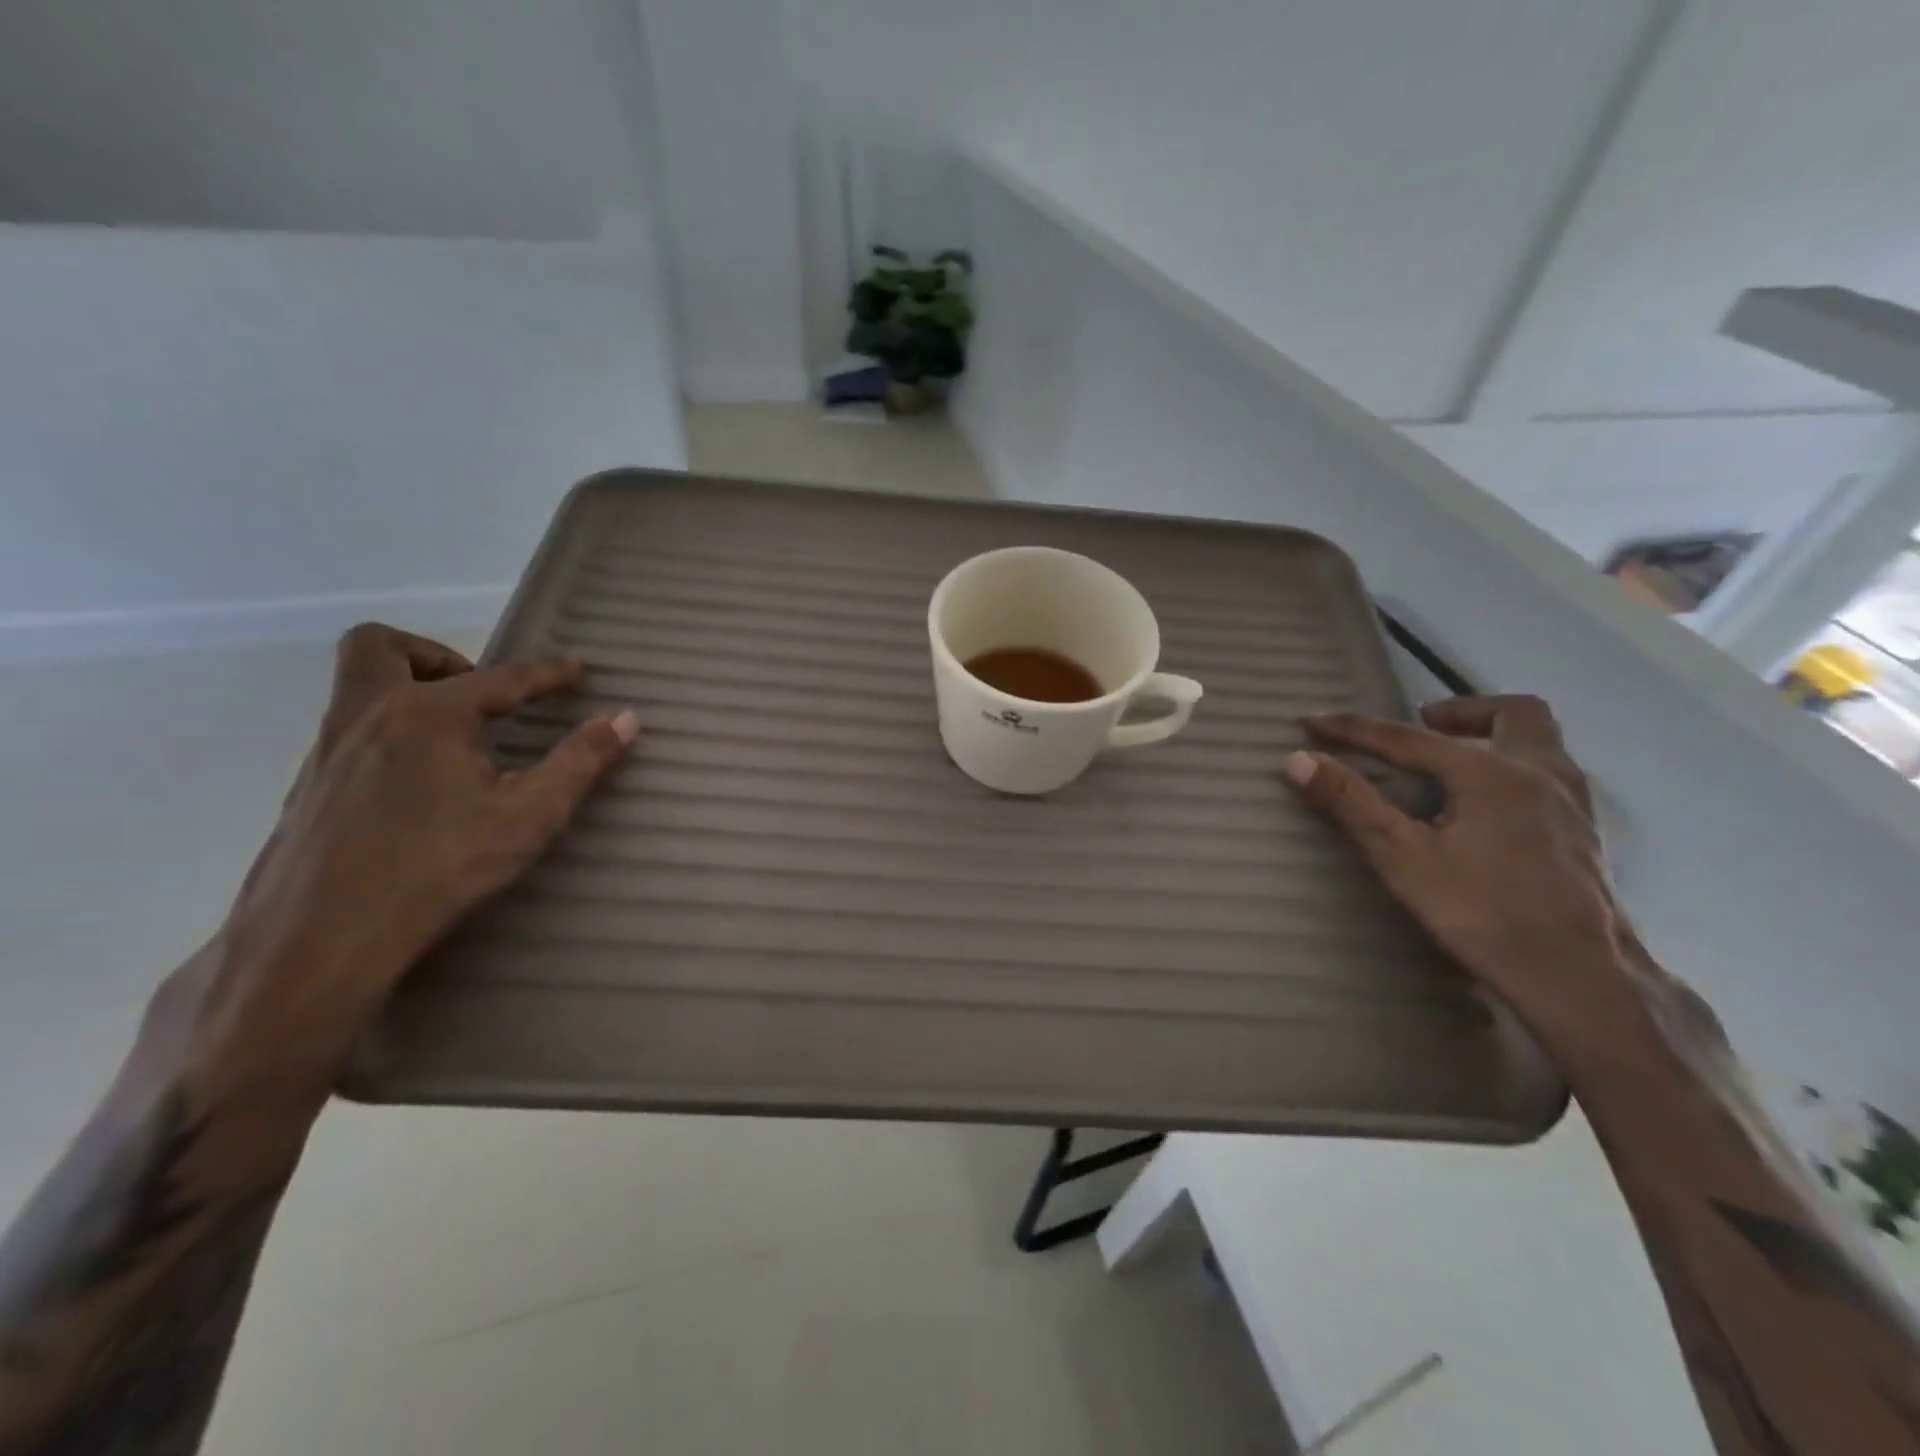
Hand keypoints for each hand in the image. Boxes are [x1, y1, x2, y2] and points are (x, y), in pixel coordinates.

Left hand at [186, 624, 636, 1102]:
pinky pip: (349, 731)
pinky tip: (418, 783)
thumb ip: (580, 762)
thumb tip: (625, 719)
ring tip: (456, 737)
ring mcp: (327, 751)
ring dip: (407, 689)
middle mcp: (368, 716)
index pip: (501, 678)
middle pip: (380, 646)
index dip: (547, 673)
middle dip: (435, 654)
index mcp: (428, 714)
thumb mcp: (529, 816)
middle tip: (477, 693)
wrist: (317, 940)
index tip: (578, 670)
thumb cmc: (438, 868)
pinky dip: (388, 731)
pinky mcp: (307, 789)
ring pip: (355, 688)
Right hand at [1284, 695, 1632, 1048]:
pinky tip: (1490, 807)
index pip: (1406, 738)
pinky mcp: (1584, 834)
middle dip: (1459, 711)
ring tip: (1452, 762)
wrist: (1579, 978)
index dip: (1354, 730)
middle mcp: (1538, 772)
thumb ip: (1350, 803)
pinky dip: (1514, 768)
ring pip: (1539, 741)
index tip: (1312, 722)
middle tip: (1420, 728)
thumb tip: (1298, 759)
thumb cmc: (1482, 913)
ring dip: (1492, 735)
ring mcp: (1571, 803)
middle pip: (1511, 712)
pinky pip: (1549, 774)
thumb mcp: (1402, 857)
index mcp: (1490, 773)